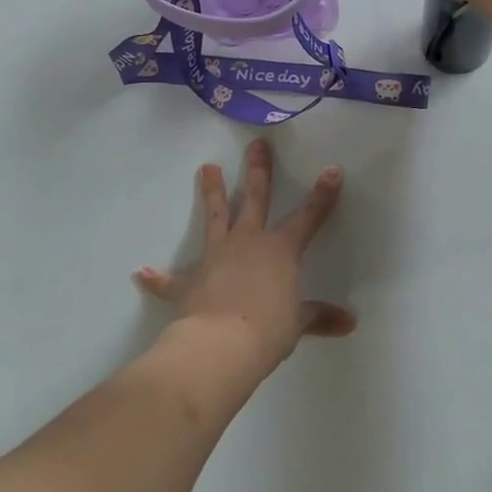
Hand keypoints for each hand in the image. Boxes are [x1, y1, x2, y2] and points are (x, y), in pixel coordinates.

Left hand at [134, 139, 354, 368]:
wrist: (219, 347)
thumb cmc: (267, 331)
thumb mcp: (298, 324)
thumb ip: (319, 317)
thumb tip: (349, 323)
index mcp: (280, 250)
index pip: (308, 217)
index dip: (323, 194)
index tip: (332, 169)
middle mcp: (248, 243)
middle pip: (255, 198)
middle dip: (258, 170)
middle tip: (257, 143)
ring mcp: (216, 257)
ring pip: (215, 217)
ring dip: (212, 192)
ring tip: (207, 167)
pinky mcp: (189, 282)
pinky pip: (170, 280)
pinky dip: (158, 278)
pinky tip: (142, 272)